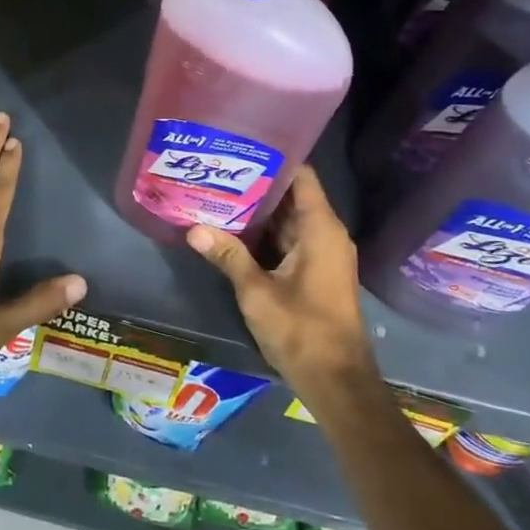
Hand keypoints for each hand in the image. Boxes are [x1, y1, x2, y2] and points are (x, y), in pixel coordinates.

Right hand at [186, 166, 377, 404]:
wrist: (336, 381)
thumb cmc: (302, 330)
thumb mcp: (257, 292)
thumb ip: (228, 256)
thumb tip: (193, 228)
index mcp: (320, 228)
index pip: (301, 176)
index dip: (274, 158)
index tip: (241, 147)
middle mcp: (326, 234)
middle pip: (292, 196)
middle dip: (257, 184)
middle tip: (218, 169)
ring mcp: (322, 254)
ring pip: (288, 220)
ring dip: (258, 211)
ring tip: (218, 191)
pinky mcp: (315, 272)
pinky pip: (289, 240)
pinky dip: (265, 233)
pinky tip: (233, 229)